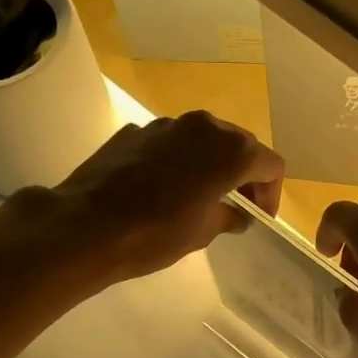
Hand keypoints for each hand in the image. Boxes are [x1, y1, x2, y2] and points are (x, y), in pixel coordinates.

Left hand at [42, 111, 284, 281]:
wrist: (86, 226)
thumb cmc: (155, 233)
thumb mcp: (202, 232)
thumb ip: (229, 216)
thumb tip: (237, 214)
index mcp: (230, 150)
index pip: (270, 164)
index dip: (270, 192)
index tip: (259, 216)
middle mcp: (204, 126)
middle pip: (240, 144)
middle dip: (244, 174)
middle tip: (237, 206)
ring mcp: (168, 124)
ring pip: (204, 139)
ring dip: (211, 164)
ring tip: (201, 195)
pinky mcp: (137, 130)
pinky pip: (172, 142)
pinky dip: (179, 160)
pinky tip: (164, 188)